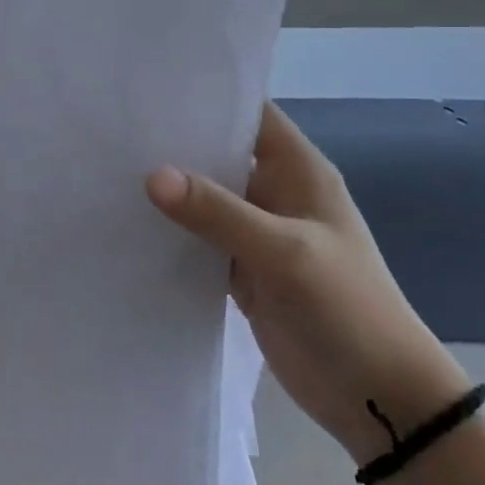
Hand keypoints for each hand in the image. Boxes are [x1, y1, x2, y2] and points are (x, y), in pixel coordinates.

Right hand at [147, 102, 469, 463]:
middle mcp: (275, 191)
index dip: (205, 96)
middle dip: (172, 142)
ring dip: (167, 188)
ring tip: (106, 167)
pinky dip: (170, 231)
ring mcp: (256, 231)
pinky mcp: (241, 268)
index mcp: (297, 170)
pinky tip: (128, 222)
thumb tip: (151, 175)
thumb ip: (218, 212)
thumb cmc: (347, 308)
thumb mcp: (285, 253)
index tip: (148, 87)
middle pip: (218, 153)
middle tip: (113, 128)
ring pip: (203, 197)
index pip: (248, 113)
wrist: (379, 397)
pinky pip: (198, 238)